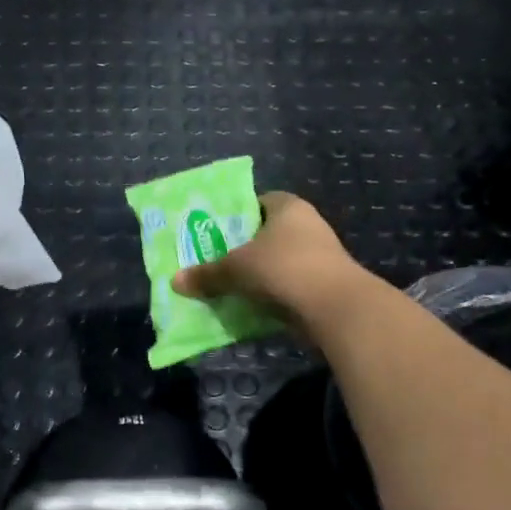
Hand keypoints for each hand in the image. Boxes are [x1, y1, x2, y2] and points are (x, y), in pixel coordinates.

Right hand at [172, 191, 369, 332]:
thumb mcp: (236, 269)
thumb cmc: (283, 269)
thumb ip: (206, 274)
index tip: (213, 232)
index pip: (257, 201)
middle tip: (213, 260)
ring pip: (277, 261)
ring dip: (257, 274)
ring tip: (227, 286)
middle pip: (266, 233)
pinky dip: (271, 293)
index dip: (235, 214)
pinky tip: (250, 305)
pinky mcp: (323, 284)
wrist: (335, 307)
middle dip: (242, 248)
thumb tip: (175, 281)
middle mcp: (307, 225)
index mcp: (288, 206)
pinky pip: (288, 285)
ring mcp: (319, 256)